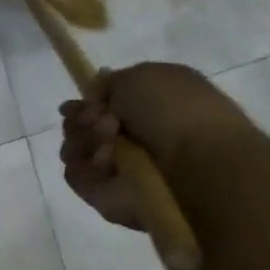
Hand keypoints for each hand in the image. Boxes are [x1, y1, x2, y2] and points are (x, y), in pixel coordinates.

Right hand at [58, 63, 251, 231]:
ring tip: (109, 142)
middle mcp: (127, 138)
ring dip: (85, 139)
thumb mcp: (142, 75)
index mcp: (143, 107)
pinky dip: (85, 165)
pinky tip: (107, 161)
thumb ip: (108, 84)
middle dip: (82, 120)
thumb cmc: (175, 110)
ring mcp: (114, 168)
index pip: (96, 106)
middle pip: (79, 127)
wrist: (196, 160)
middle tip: (104, 121)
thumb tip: (91, 98)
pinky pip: (75, 175)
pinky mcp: (101, 194)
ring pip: (73, 149)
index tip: (92, 102)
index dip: (86, 102)